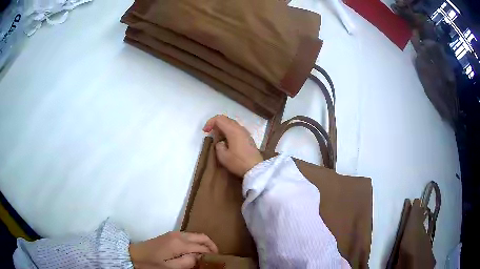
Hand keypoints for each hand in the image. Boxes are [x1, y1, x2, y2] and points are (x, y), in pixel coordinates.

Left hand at [129, 231, 217, 268]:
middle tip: (216, 257)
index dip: (211, 254)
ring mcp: (174, 234)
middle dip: (211, 246)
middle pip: (201, 237)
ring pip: (195, 235)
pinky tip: (195, 251)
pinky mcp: (170, 235)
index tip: (217, 261)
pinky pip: (189, 236)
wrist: (134, 255)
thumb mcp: (170, 268)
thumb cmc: (152, 264)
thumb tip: (199, 258)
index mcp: (179, 243)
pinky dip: (196, 242)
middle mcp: (178, 235)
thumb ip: (187, 262)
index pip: (202, 247)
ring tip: (207, 256)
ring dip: (203, 244)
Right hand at [203, 115, 262, 176]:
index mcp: (233, 130)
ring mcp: (245, 132)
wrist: (256, 169)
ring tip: (217, 136)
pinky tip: (226, 140)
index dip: (210, 123)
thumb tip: (221, 142)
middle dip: (216, 124)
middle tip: (210, 132)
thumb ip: (218, 146)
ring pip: (231, 124)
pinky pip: (236, 129)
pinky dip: (229, 131)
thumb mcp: (223, 156)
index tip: (205, 131)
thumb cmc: (238, 162)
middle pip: (226, 119)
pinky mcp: (248, 138)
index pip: (219, 119)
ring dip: (223, 127)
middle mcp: (240, 128)